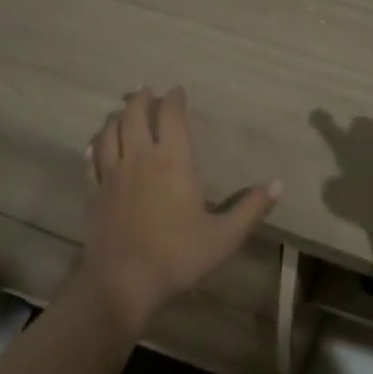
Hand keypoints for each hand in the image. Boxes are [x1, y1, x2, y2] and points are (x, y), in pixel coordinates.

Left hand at [80, 87, 281, 332]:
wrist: (122, 282)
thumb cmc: (177, 256)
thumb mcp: (224, 237)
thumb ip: (251, 208)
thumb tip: (279, 184)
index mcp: (173, 161)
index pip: (172, 117)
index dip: (175, 99)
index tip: (178, 90)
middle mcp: (141, 158)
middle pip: (135, 114)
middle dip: (142, 98)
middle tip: (147, 90)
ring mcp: (113, 174)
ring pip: (110, 131)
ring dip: (118, 116)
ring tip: (124, 110)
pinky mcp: (95, 192)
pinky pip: (93, 158)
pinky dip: (97, 144)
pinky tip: (97, 144)